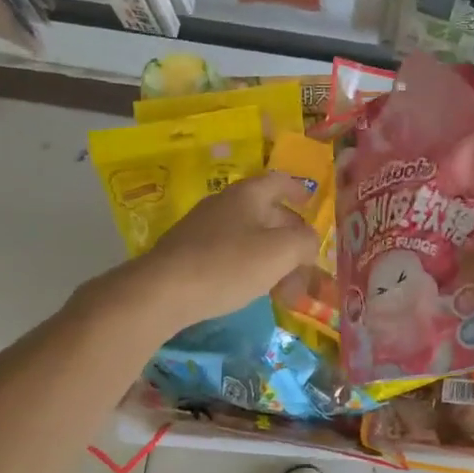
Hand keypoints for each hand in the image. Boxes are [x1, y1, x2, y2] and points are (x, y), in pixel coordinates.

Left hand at [135, 172, 320, 329]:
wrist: (162, 291)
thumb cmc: (228, 265)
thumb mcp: (280, 252)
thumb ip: (305, 242)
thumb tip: (309, 241)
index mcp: (247, 195)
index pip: (278, 181)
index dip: (298, 190)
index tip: (311, 202)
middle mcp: (223, 204)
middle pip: (265, 213)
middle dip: (289, 236)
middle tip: (305, 261)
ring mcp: (202, 229)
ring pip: (247, 237)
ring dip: (270, 257)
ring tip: (284, 287)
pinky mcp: (188, 253)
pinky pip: (228, 254)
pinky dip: (248, 267)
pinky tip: (251, 290)